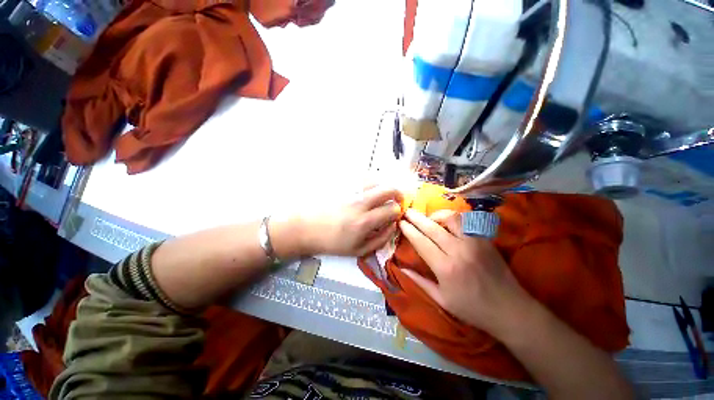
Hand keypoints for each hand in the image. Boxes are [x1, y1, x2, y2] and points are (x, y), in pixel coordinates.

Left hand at [301, 186, 402, 256]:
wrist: (307, 228)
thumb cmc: (332, 242)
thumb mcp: (358, 250)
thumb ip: (380, 239)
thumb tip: (393, 226)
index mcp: (364, 221)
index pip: (391, 209)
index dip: (398, 211)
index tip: (395, 214)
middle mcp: (360, 203)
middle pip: (388, 189)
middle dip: (397, 194)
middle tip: (397, 199)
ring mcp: (351, 192)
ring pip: (376, 181)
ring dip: (383, 187)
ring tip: (381, 195)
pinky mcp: (343, 186)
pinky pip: (362, 178)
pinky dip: (370, 182)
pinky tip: (367, 190)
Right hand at [399, 209, 532, 336]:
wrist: (510, 310)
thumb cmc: (472, 309)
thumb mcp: (442, 300)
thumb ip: (420, 282)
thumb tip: (401, 268)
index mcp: (445, 268)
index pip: (421, 242)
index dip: (409, 230)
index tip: (400, 222)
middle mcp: (458, 251)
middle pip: (432, 227)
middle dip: (416, 217)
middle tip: (407, 211)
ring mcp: (474, 243)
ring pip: (452, 218)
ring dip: (437, 215)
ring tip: (429, 217)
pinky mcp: (486, 240)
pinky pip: (468, 221)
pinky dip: (455, 218)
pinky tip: (448, 221)